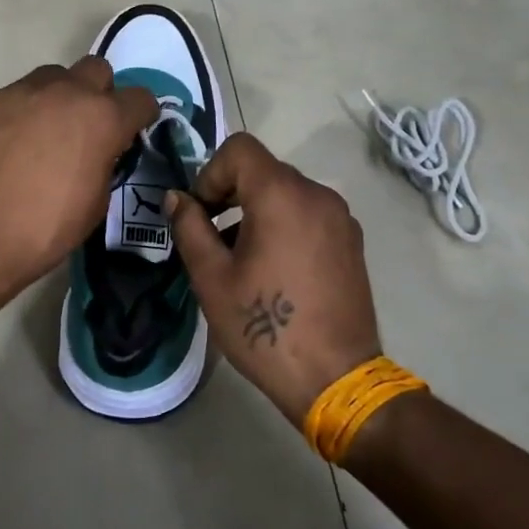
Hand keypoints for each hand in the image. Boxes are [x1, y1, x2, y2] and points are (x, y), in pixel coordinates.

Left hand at [0, 57, 158, 305]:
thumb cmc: (45, 229)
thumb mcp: (96, 203)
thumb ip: (104, 162)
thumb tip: (99, 151)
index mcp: (102, 119)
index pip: (140, 98)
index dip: (140, 115)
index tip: (131, 131)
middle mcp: (65, 92)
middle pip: (96, 70)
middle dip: (98, 93)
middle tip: (86, 126)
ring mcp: (21, 91)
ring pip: (52, 76)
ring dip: (57, 97)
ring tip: (43, 131)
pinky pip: (13, 96)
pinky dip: (18, 113)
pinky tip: (5, 144)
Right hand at [167, 134, 383, 423]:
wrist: (336, 379)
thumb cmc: (264, 327)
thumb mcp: (212, 277)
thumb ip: (190, 227)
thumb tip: (177, 198)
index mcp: (282, 195)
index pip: (239, 149)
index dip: (209, 173)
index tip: (200, 214)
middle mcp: (317, 195)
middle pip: (263, 169)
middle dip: (229, 193)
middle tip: (211, 237)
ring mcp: (340, 218)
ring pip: (286, 193)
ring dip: (255, 210)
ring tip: (240, 259)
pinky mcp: (351, 242)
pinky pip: (308, 214)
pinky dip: (283, 224)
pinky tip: (273, 270)